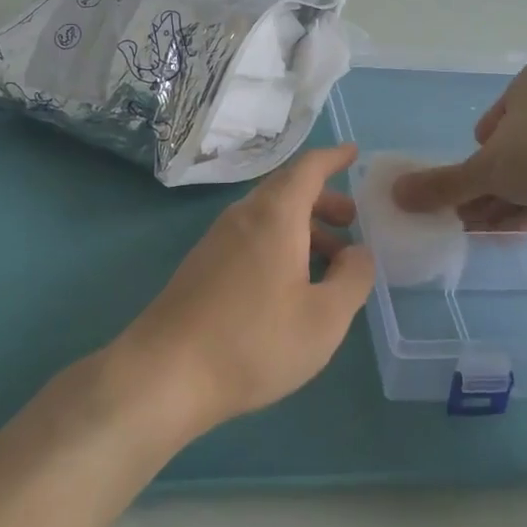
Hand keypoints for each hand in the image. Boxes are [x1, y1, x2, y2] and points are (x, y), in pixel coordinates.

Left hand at [115, 145, 374, 438]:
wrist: (166, 373)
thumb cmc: (254, 341)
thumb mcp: (324, 318)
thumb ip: (353, 279)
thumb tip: (360, 252)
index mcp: (275, 215)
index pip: (308, 168)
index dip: (333, 157)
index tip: (353, 153)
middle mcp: (244, 215)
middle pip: (287, 190)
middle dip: (323, 199)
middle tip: (351, 222)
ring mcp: (217, 239)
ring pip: (268, 216)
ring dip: (303, 226)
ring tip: (329, 262)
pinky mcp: (202, 265)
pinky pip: (250, 236)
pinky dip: (279, 243)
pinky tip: (290, 284)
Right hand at [391, 57, 526, 227]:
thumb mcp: (483, 172)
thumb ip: (440, 184)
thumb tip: (395, 195)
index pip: (495, 120)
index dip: (481, 157)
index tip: (480, 183)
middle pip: (520, 146)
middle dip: (497, 186)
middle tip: (481, 217)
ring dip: (518, 197)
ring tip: (500, 230)